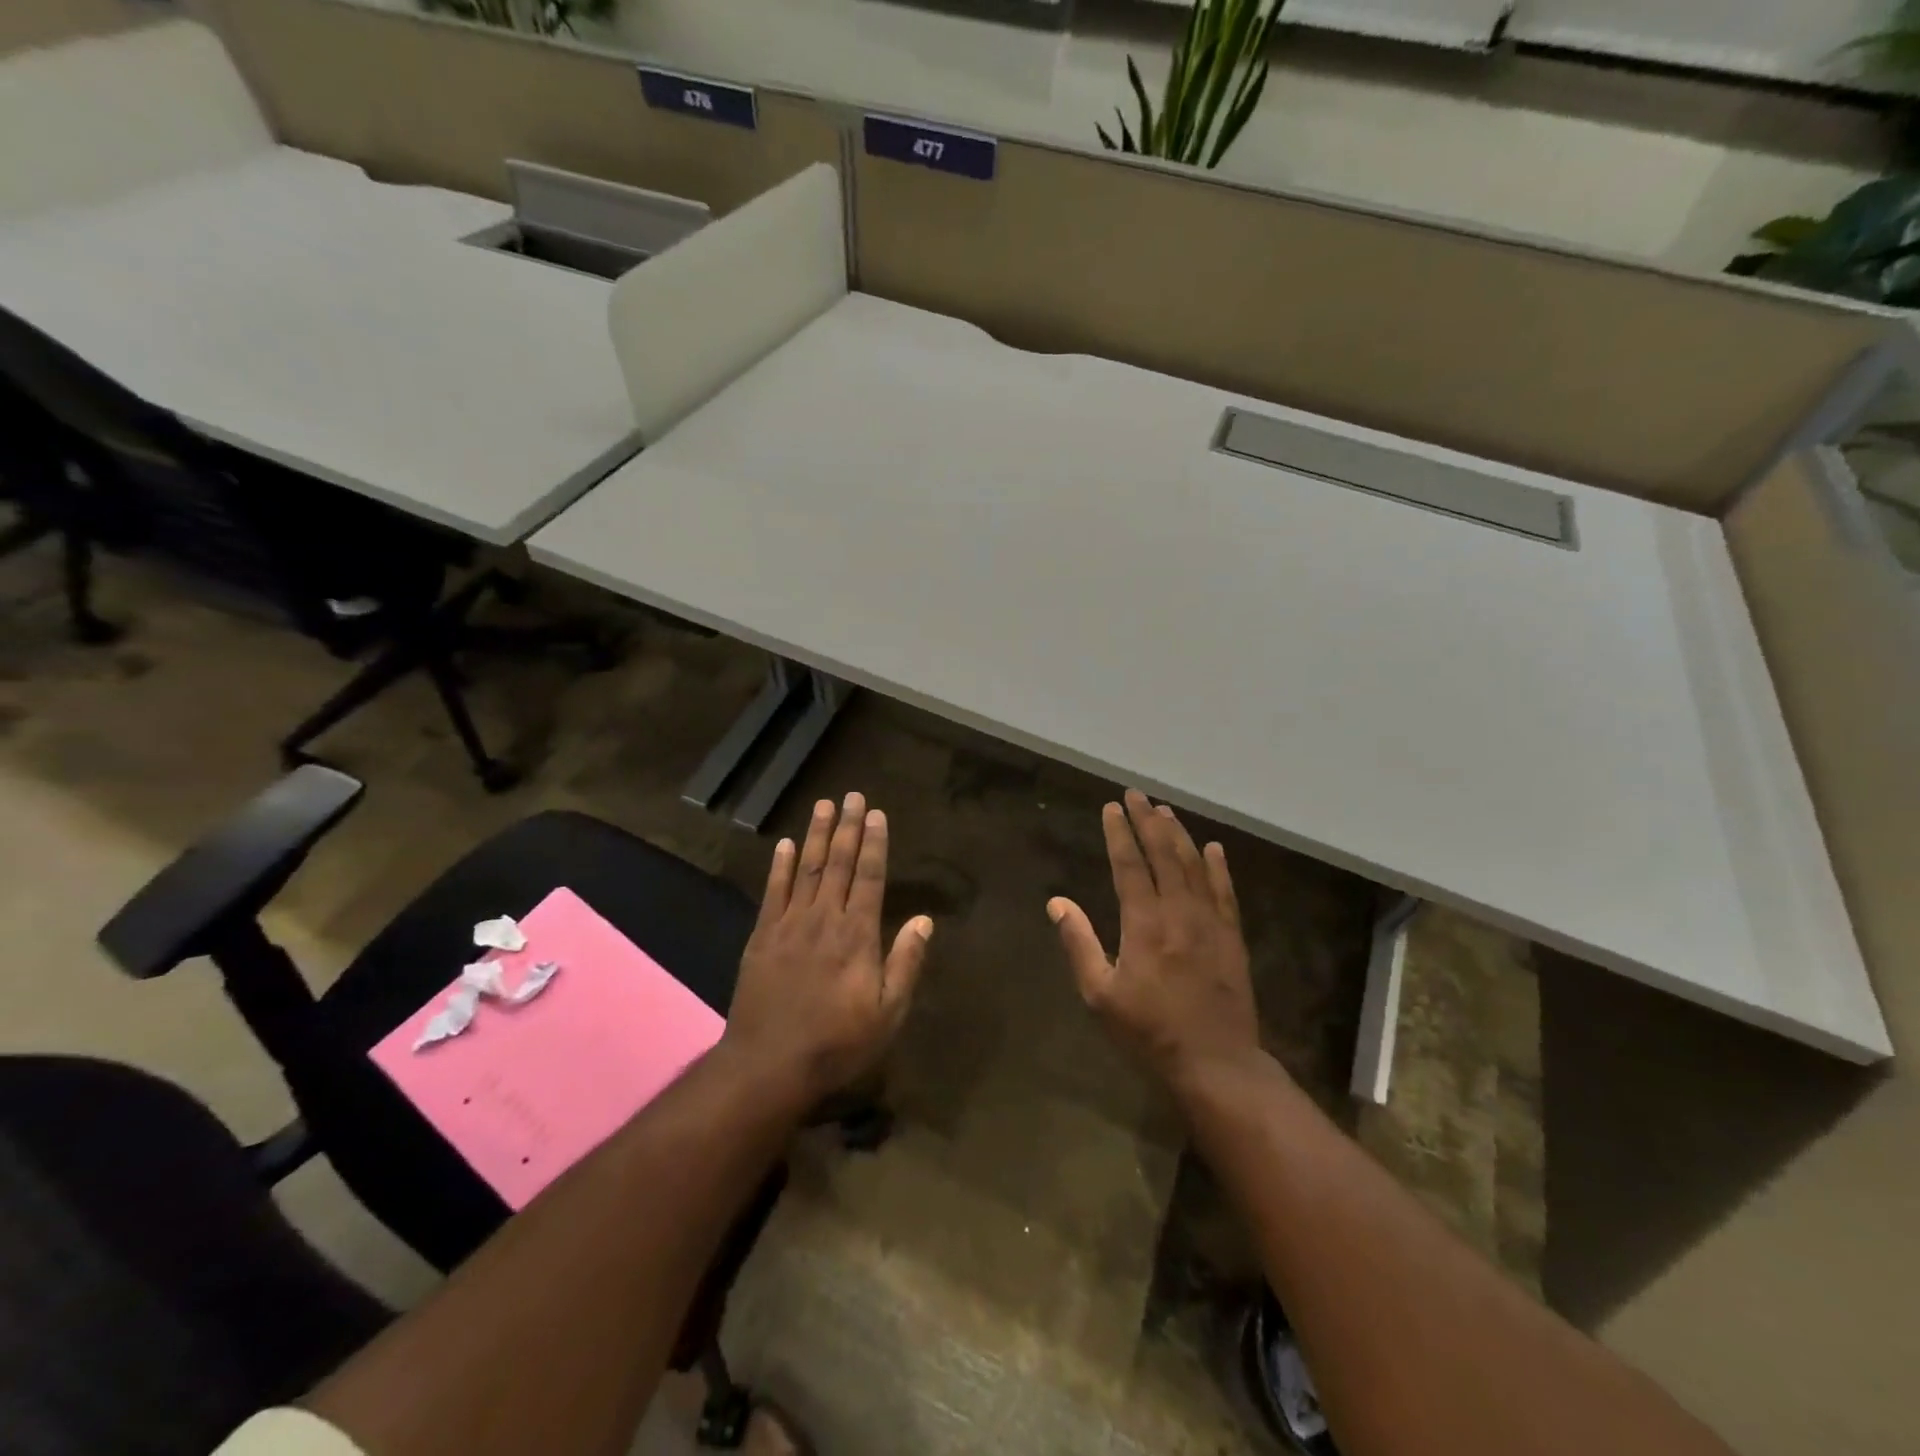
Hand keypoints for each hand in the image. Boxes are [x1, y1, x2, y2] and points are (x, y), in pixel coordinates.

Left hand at [722, 792, 932, 1104]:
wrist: (769, 1064)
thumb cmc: (838, 1042)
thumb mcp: (888, 1013)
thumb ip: (906, 962)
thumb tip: (925, 920)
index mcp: (858, 934)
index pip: (870, 877)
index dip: (874, 844)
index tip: (876, 814)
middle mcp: (824, 919)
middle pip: (837, 863)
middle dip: (847, 827)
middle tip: (852, 795)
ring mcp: (789, 925)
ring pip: (805, 869)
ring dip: (815, 835)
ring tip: (822, 805)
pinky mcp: (762, 937)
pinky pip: (772, 892)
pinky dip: (779, 866)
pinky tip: (783, 844)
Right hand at [1048, 790, 1260, 1091]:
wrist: (1215, 1063)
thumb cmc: (1149, 1031)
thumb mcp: (1100, 994)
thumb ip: (1078, 943)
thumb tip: (1056, 902)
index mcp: (1144, 923)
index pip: (1129, 865)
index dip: (1119, 833)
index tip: (1111, 808)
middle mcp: (1179, 912)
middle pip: (1163, 854)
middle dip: (1148, 821)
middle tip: (1137, 795)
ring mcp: (1210, 922)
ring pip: (1194, 865)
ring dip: (1178, 835)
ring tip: (1165, 811)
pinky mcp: (1232, 936)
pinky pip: (1225, 891)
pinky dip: (1218, 866)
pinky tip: (1213, 847)